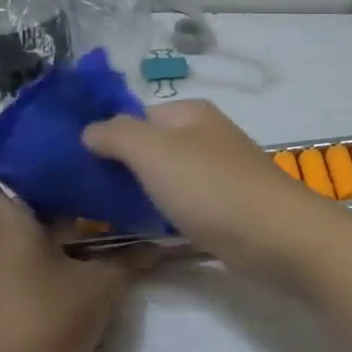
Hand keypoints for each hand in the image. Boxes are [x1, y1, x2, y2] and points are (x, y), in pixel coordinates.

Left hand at [0, 117, 145, 351]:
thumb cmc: (47, 321)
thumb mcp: (100, 288)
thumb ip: (128, 261)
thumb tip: (160, 243)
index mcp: (6, 228)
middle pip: (16, 211)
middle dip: (49, 202)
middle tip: (89, 190)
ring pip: (20, 244)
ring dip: (51, 239)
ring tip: (93, 241)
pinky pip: (16, 272)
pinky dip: (41, 268)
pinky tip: (72, 284)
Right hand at [82, 101, 351, 286]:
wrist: (276, 237)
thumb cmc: (211, 187)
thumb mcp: (153, 150)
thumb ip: (116, 134)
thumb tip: (89, 131)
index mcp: (191, 114)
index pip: (135, 116)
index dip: (105, 137)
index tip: (75, 167)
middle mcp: (207, 138)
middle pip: (151, 149)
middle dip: (120, 170)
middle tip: (85, 198)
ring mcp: (220, 175)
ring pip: (167, 181)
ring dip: (140, 197)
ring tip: (104, 219)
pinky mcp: (228, 210)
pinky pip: (184, 207)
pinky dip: (165, 217)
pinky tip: (144, 234)